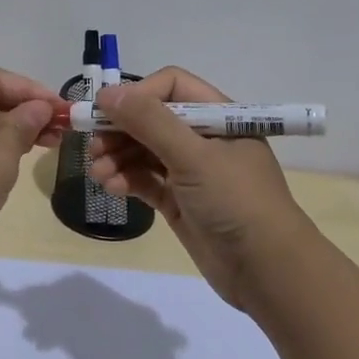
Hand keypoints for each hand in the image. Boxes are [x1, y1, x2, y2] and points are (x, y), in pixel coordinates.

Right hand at [86, 66, 314, 309]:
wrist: (266, 270)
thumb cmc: (235, 201)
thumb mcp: (193, 156)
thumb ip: (149, 122)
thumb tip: (106, 93)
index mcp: (219, 116)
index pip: (171, 87)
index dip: (137, 95)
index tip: (105, 111)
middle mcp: (204, 139)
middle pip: (152, 119)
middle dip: (120, 129)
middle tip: (92, 146)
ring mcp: (191, 172)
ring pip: (144, 151)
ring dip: (117, 156)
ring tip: (98, 172)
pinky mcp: (179, 201)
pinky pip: (145, 180)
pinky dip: (126, 179)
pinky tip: (111, 187)